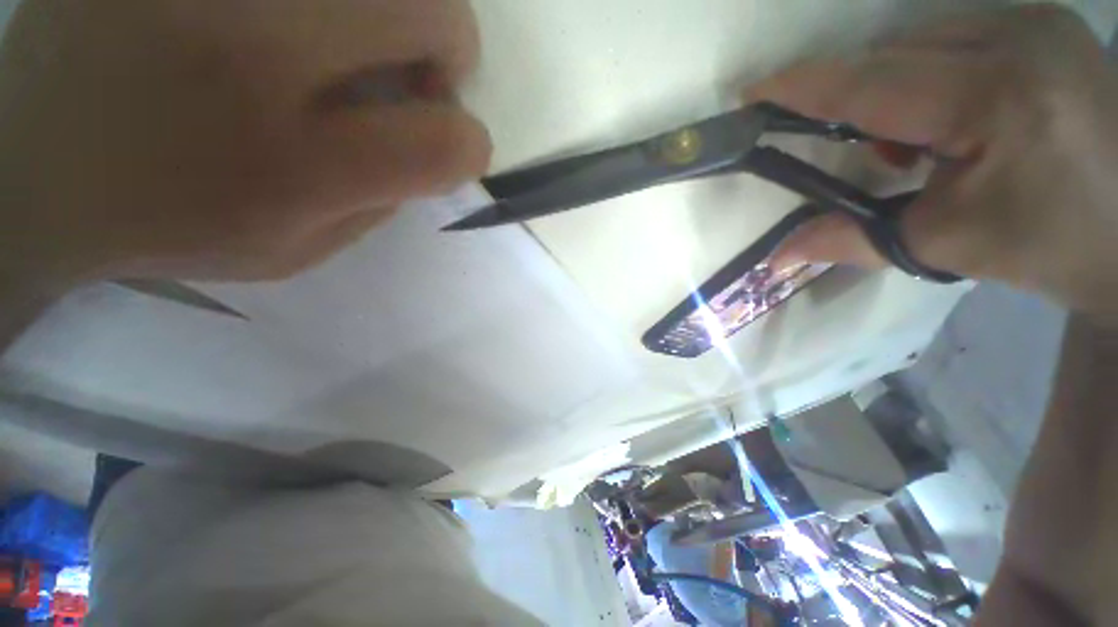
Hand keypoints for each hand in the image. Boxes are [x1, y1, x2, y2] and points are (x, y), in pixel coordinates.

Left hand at [0, 0, 490, 294]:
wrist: (31, 162)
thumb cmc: (167, 221)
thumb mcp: (295, 249)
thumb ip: (377, 202)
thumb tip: (424, 150)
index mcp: (292, 164)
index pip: (446, 142)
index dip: (471, 145)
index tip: (453, 146)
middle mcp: (255, 45)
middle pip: (432, 10)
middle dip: (448, 46)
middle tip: (413, 71)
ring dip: (395, 5)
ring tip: (351, 35)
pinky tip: (283, 20)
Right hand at [747, 5, 1117, 315]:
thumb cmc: (1050, 246)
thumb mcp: (945, 245)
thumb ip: (851, 241)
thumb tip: (777, 256)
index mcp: (996, 96)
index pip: (871, 83)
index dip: (802, 87)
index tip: (752, 93)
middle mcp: (1017, 36)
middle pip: (892, 56)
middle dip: (852, 101)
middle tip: (856, 153)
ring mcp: (1036, 22)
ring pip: (920, 43)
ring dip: (894, 91)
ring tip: (914, 145)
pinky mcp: (1045, 25)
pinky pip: (957, 37)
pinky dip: (931, 75)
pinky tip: (952, 115)